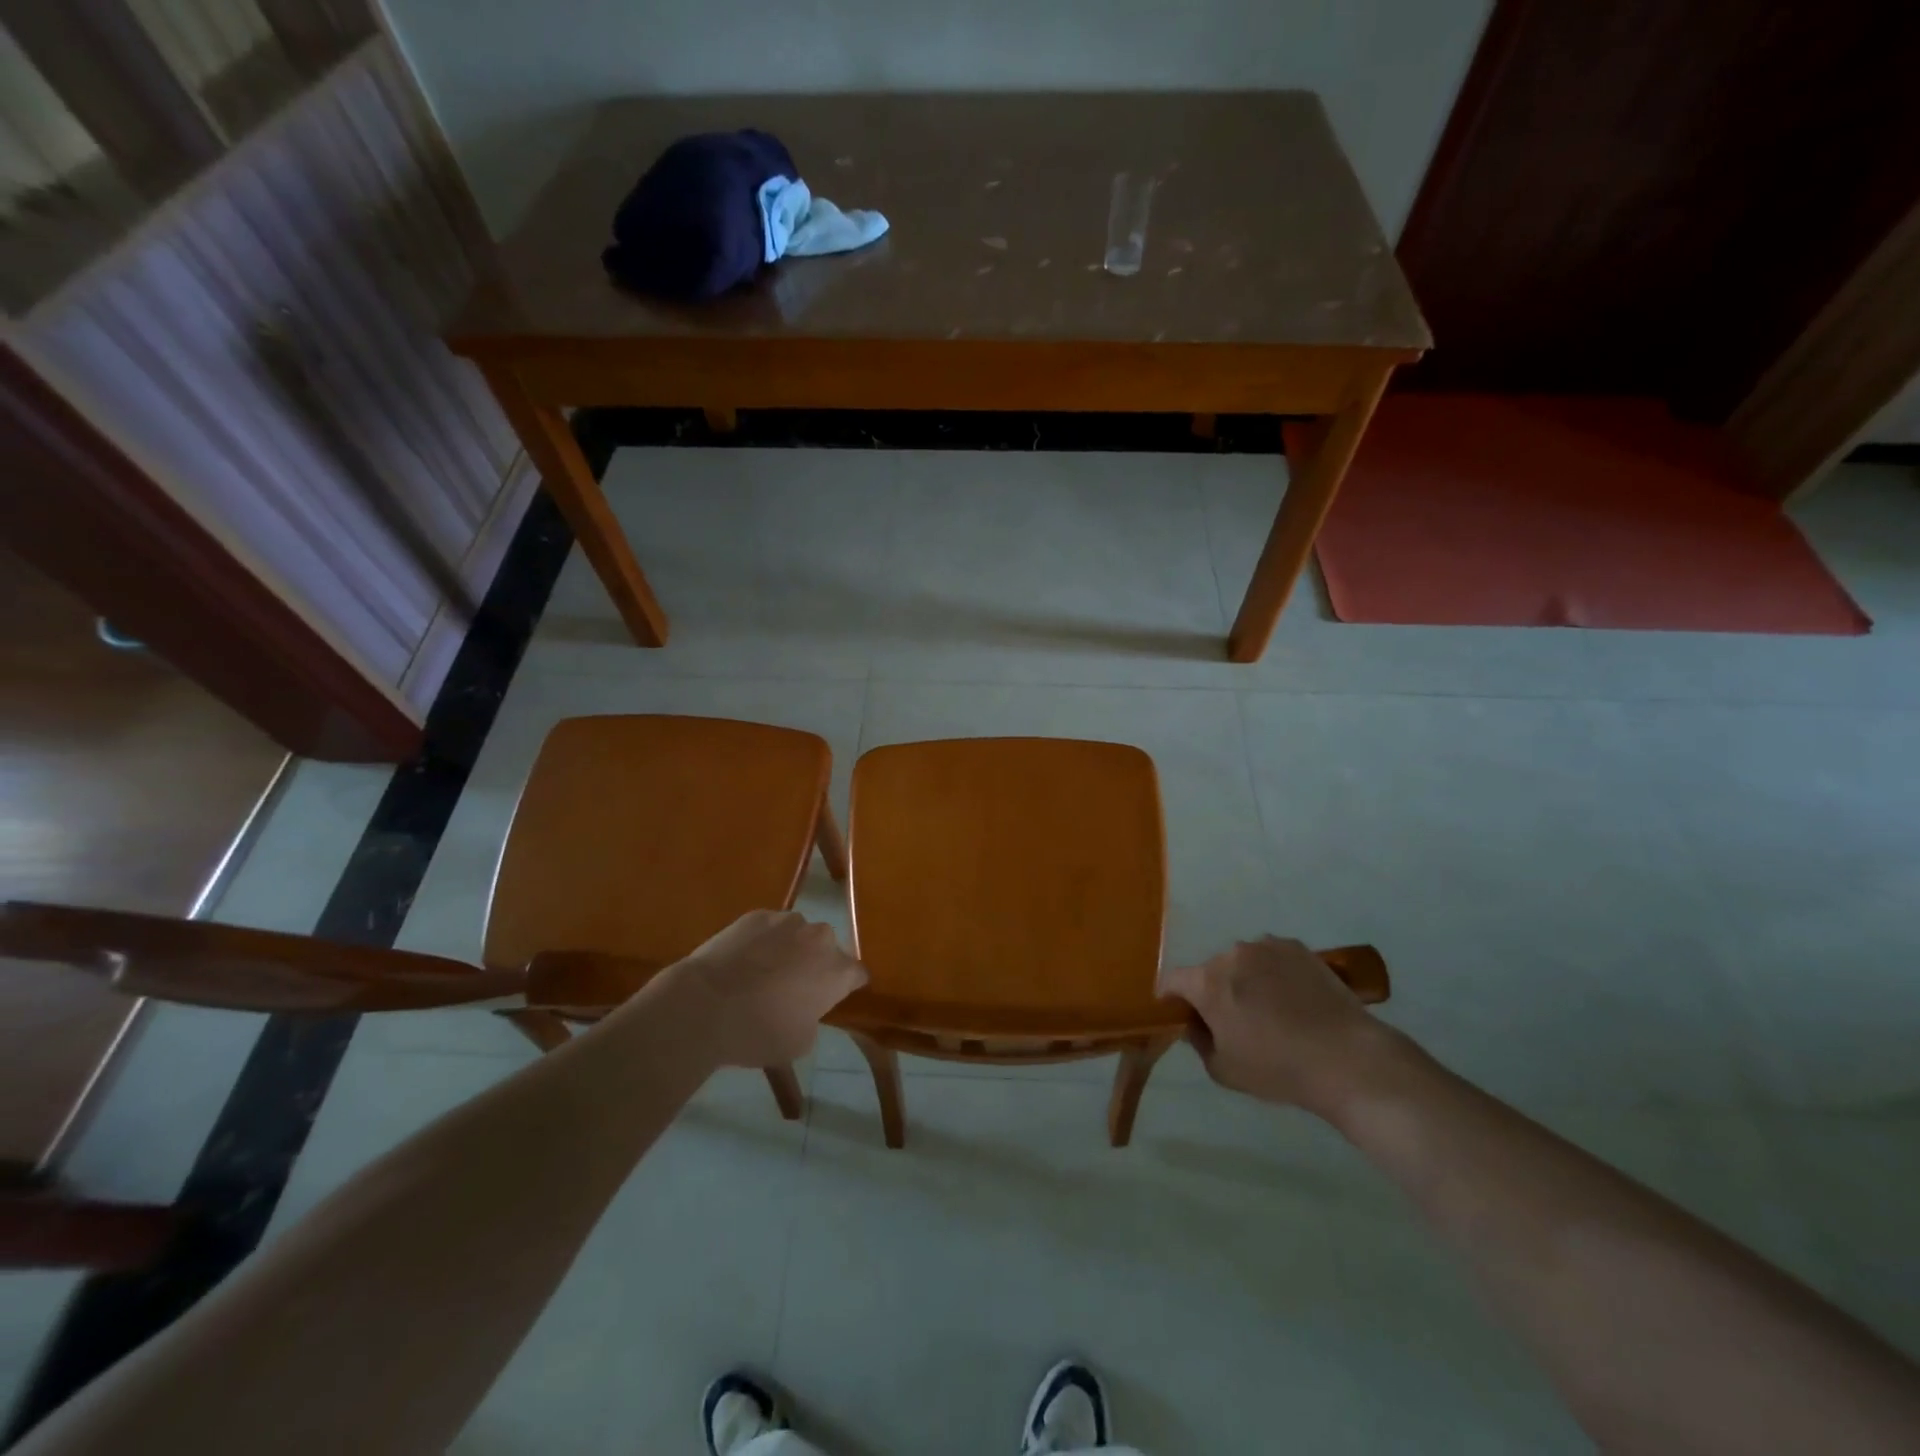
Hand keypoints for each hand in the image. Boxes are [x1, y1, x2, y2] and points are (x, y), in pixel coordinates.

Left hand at [657, 910, 867, 1066]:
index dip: (846, 986)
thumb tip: (805, 1007)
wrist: (706, 1005)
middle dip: (816, 964)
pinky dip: (762, 941)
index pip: (857, 974)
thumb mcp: (800, 1042)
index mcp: (838, 970)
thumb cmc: (759, 1032)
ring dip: (790, 949)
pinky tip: (742, 962)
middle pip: (827, 949)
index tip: (830, 998)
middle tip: (793, 988)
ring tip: (762, 972)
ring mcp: (788, 921)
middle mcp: (821, 937)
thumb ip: (814, 1018)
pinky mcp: (757, 915)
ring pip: (798, 935)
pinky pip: (769, 929)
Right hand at [1161, 936, 1397, 1113]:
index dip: (1172, 998)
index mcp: (1208, 982)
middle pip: (1211, 970)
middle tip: (1235, 1019)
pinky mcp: (1299, 948)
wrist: (1347, 1059)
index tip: (1182, 1016)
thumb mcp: (1224, 1070)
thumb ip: (1199, 1042)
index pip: (1172, 980)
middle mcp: (1232, 954)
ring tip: (1272, 1009)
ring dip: (1246, 979)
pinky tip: (1295, 999)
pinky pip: (1273, 958)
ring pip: (1243, 962)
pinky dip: (1275, 973)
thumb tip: (1196, 1025)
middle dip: (1215, 990)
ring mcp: (1267, 946)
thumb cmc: (1278, 1068)